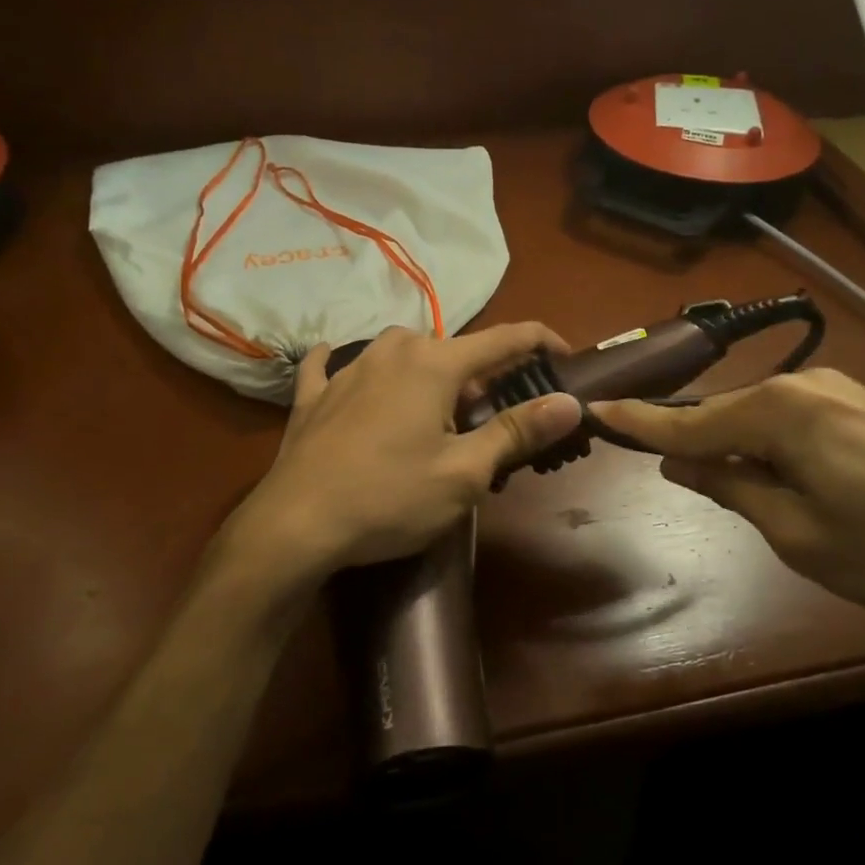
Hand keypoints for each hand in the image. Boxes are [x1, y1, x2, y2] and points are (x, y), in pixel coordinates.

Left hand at [225, 324, 582, 582]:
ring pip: (401, 355)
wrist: (295, 524)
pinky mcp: (312, 395)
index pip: (505, 339)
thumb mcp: (464, 473)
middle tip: (492, 422)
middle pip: (453, 351)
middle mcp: (392, 351)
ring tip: (433, 414)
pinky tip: (341, 369)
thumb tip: (569, 401)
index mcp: (435, 364)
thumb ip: (518, 431)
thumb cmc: (390, 499)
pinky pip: (334, 365)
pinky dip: (351, 367)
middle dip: (481, 378)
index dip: (541, 343)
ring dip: (427, 375)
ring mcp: (346, 369)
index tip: (566, 357)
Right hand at [591, 369, 864, 630]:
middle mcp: (803, 385)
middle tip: (665, 474)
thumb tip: (680, 464)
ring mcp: (840, 391)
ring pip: (759, 418)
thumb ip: (732, 487)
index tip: (594, 410)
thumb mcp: (798, 533)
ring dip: (735, 449)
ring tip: (730, 490)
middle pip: (723, 414)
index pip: (686, 421)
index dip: (637, 422)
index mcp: (778, 411)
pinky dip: (771, 447)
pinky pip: (794, 422)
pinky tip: (781, 479)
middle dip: (691, 443)